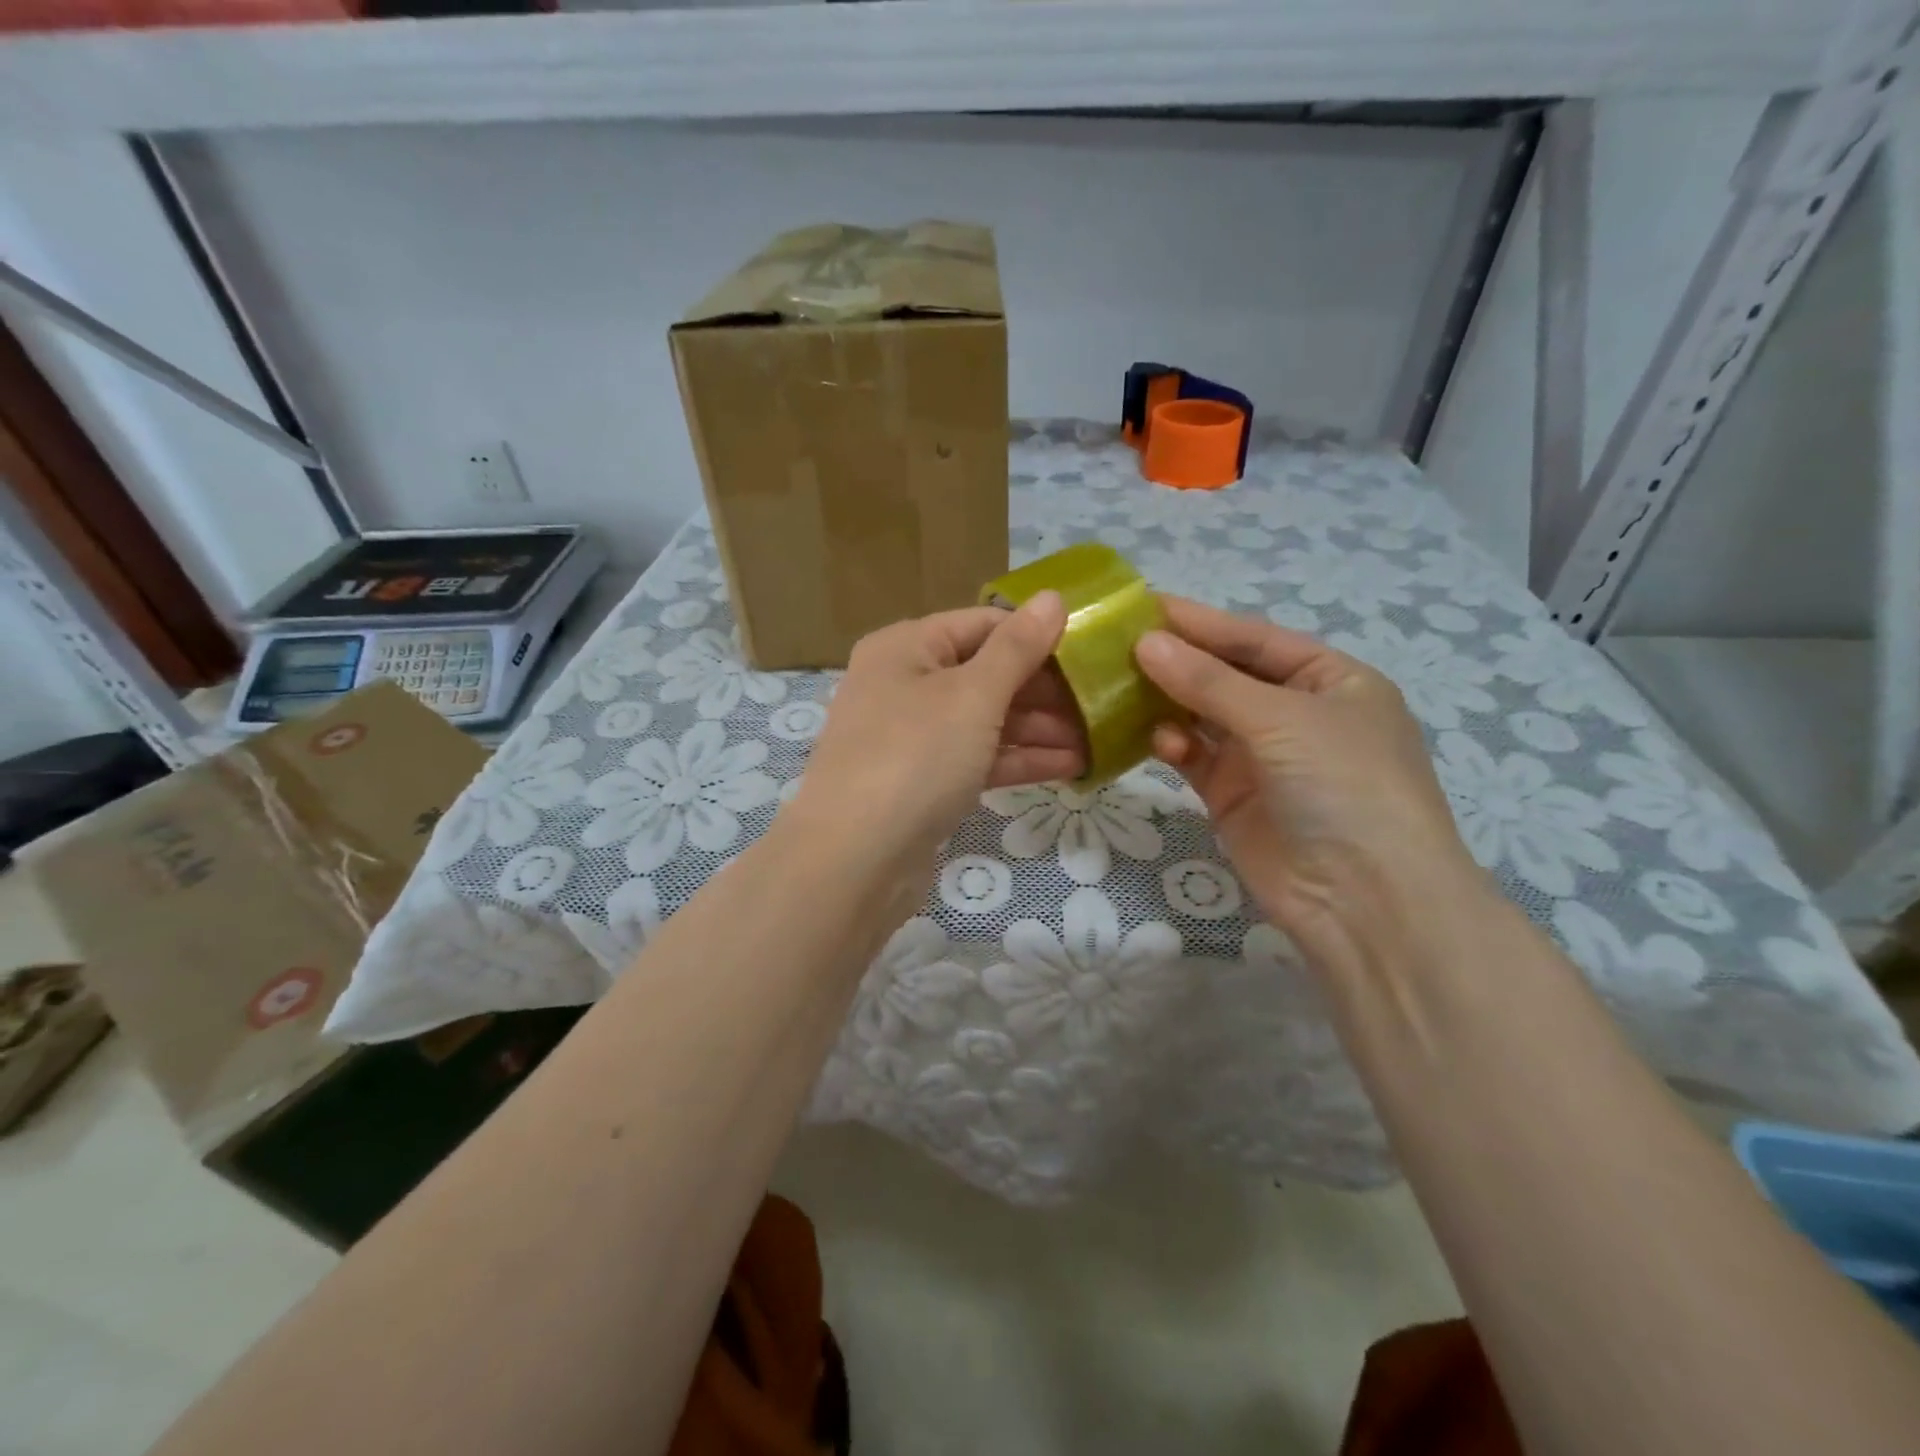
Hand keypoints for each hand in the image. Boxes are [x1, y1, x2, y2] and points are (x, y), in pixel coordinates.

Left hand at [786, 593, 1080, 869]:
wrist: (854, 861)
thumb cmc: (915, 757)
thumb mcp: (973, 695)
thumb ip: (1018, 648)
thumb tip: (1053, 597)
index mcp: (906, 648)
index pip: (982, 625)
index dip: (1036, 635)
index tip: (1090, 651)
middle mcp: (903, 685)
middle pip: (985, 674)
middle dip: (1043, 690)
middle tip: (1101, 701)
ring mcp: (911, 738)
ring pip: (984, 721)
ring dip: (1039, 729)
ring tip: (1097, 738)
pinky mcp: (922, 783)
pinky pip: (976, 759)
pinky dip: (1018, 761)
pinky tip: (1071, 767)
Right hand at [1133, 596, 1479, 941]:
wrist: (1364, 899)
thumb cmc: (1343, 784)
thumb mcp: (1281, 718)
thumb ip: (1209, 681)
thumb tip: (1145, 642)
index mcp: (1330, 680)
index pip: (1255, 639)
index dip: (1201, 621)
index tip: (1141, 605)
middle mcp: (1296, 714)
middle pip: (1225, 675)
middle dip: (1178, 661)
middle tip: (1117, 644)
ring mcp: (1263, 757)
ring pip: (1203, 715)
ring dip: (1168, 701)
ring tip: (1121, 686)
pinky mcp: (1233, 796)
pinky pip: (1194, 756)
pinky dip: (1173, 743)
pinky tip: (1155, 738)